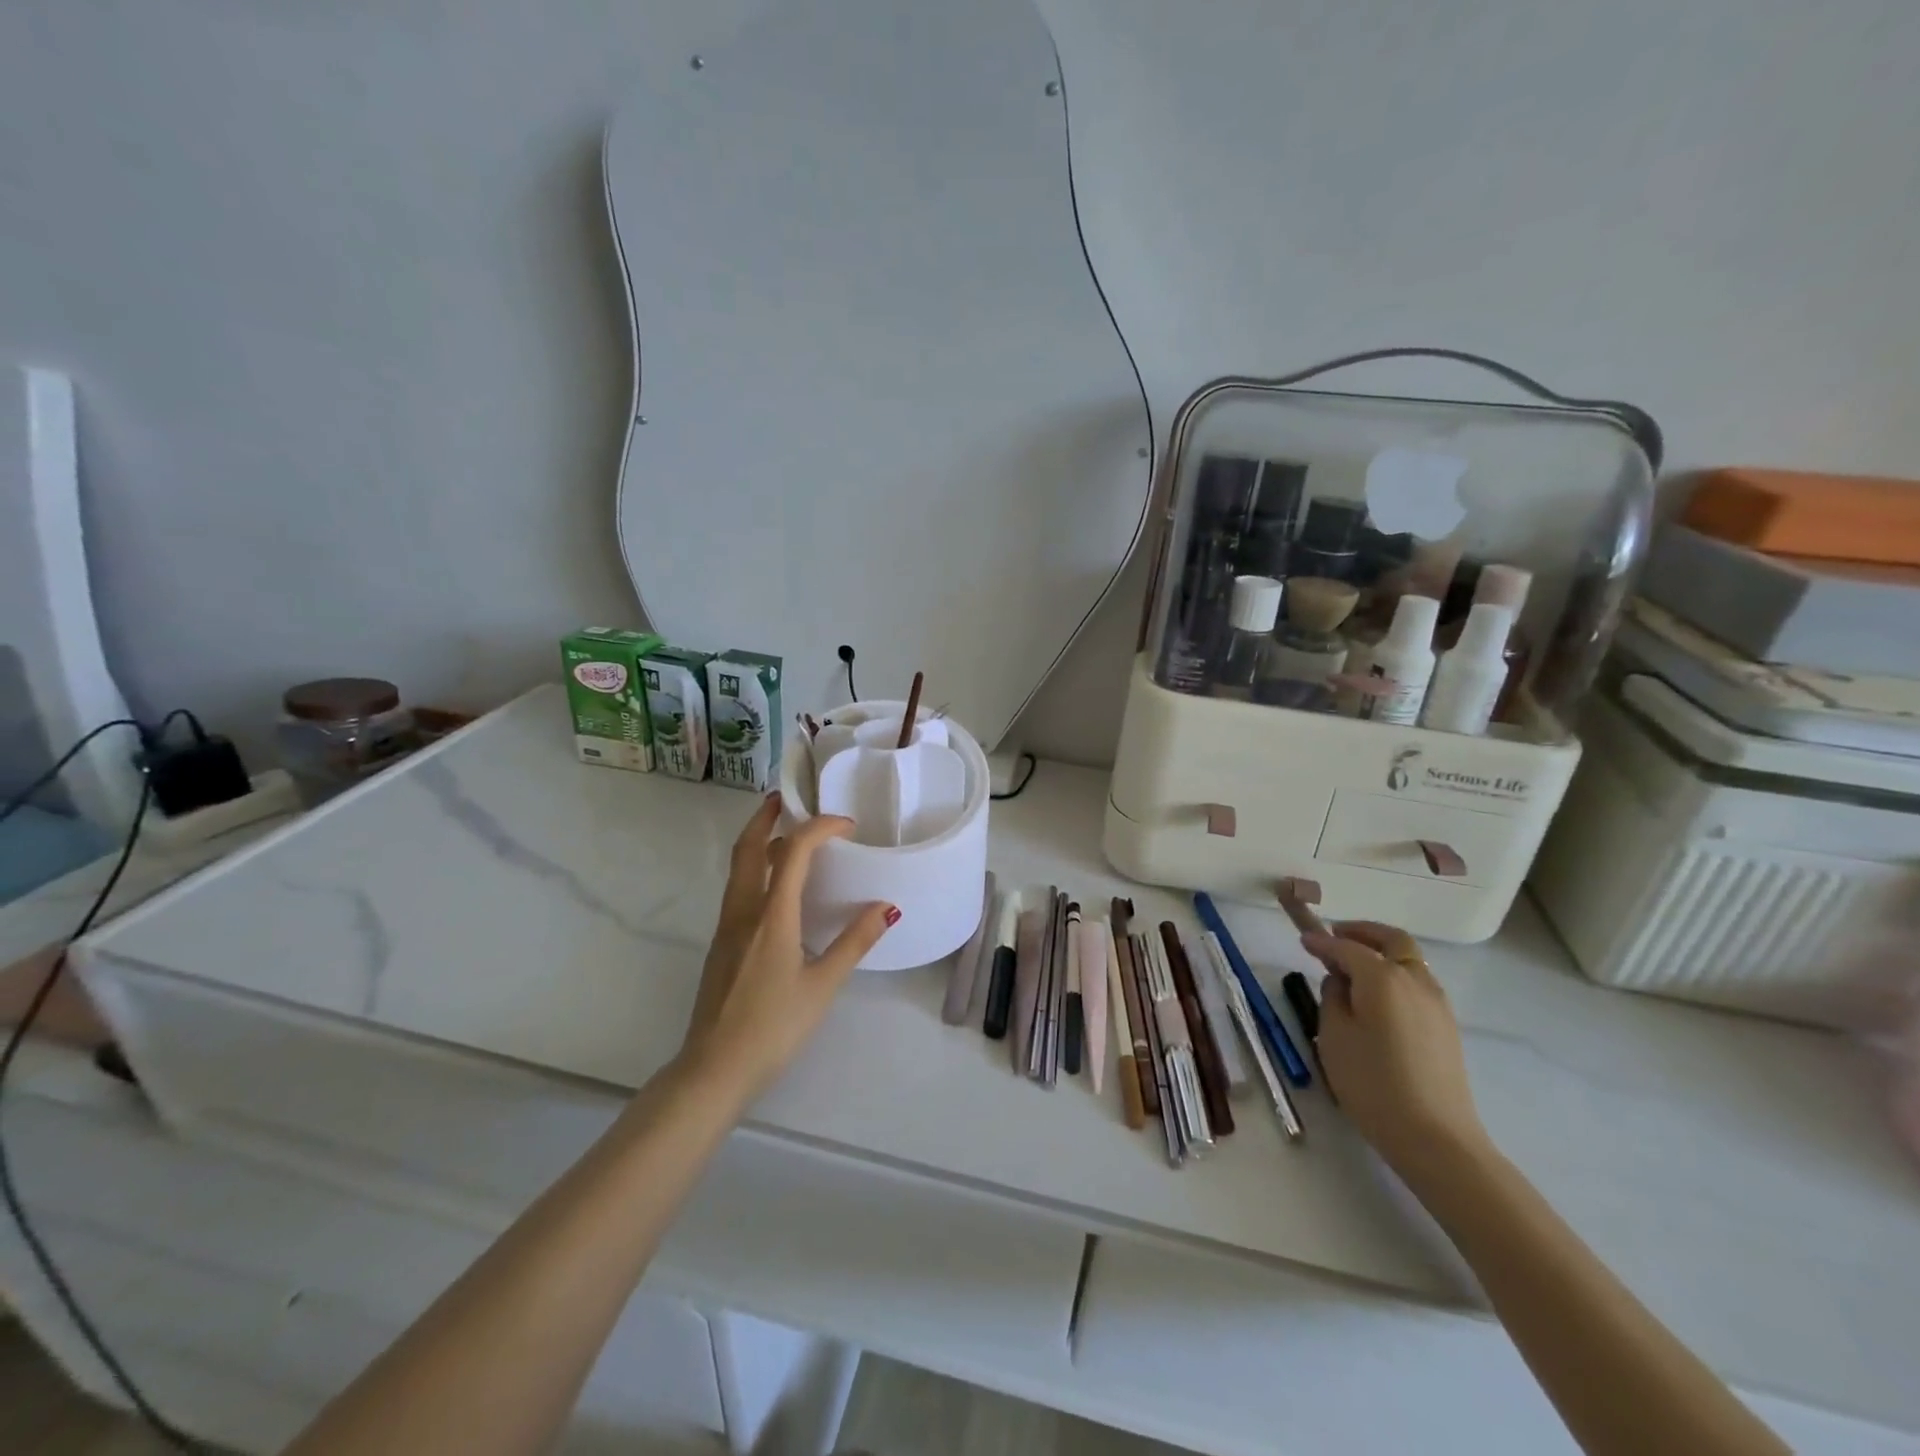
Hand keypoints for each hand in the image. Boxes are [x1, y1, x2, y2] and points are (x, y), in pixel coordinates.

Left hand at [679, 794, 895, 1101]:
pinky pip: (737, 890)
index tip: (847, 826)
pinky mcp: (721, 945)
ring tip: (783, 834)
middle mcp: (743, 911)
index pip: (793, 852)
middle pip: (747, 848)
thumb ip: (854, 942)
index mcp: (771, 915)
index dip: (820, 828)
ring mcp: (726, 928)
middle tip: (784, 799)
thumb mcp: (822, 985)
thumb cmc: (773, 1027)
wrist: (713, 1069)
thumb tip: (886, 907)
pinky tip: (774, 888)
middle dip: (765, 817)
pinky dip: (754, 869)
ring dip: (757, 841)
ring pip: (738, 868)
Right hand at [1302, 921, 1491, 1185]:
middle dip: (1363, 932)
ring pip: (1410, 961)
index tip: (1303, 939)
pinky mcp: (1446, 1027)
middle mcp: (1414, 980)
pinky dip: (1396, 975)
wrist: (1435, 1138)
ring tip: (1354, 969)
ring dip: (1382, 953)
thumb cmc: (1372, 1083)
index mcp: (1382, 977)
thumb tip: (1340, 981)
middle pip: (1392, 940)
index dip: (1322, 942)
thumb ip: (1333, 998)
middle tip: (1336, 936)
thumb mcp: (1334, 1036)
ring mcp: (1436, 1003)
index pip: (1346, 948)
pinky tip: (1378, 997)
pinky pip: (1418, 984)